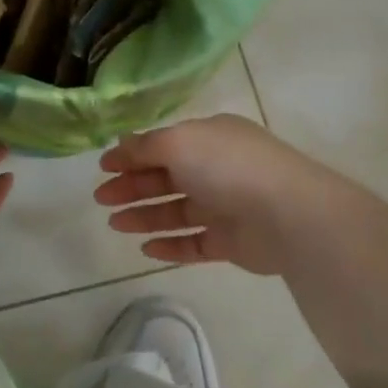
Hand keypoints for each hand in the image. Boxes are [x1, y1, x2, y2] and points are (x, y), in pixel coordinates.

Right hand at [94, 114, 333, 274]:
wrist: (287, 215)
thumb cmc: (227, 167)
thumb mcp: (178, 142)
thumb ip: (145, 146)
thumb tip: (121, 144)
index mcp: (210, 138)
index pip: (163, 145)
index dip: (132, 155)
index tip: (103, 169)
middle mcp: (218, 168)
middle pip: (166, 178)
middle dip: (132, 186)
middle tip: (101, 199)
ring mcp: (226, 206)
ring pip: (177, 211)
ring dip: (145, 216)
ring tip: (115, 224)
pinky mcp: (232, 242)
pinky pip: (194, 243)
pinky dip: (170, 246)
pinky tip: (146, 249)